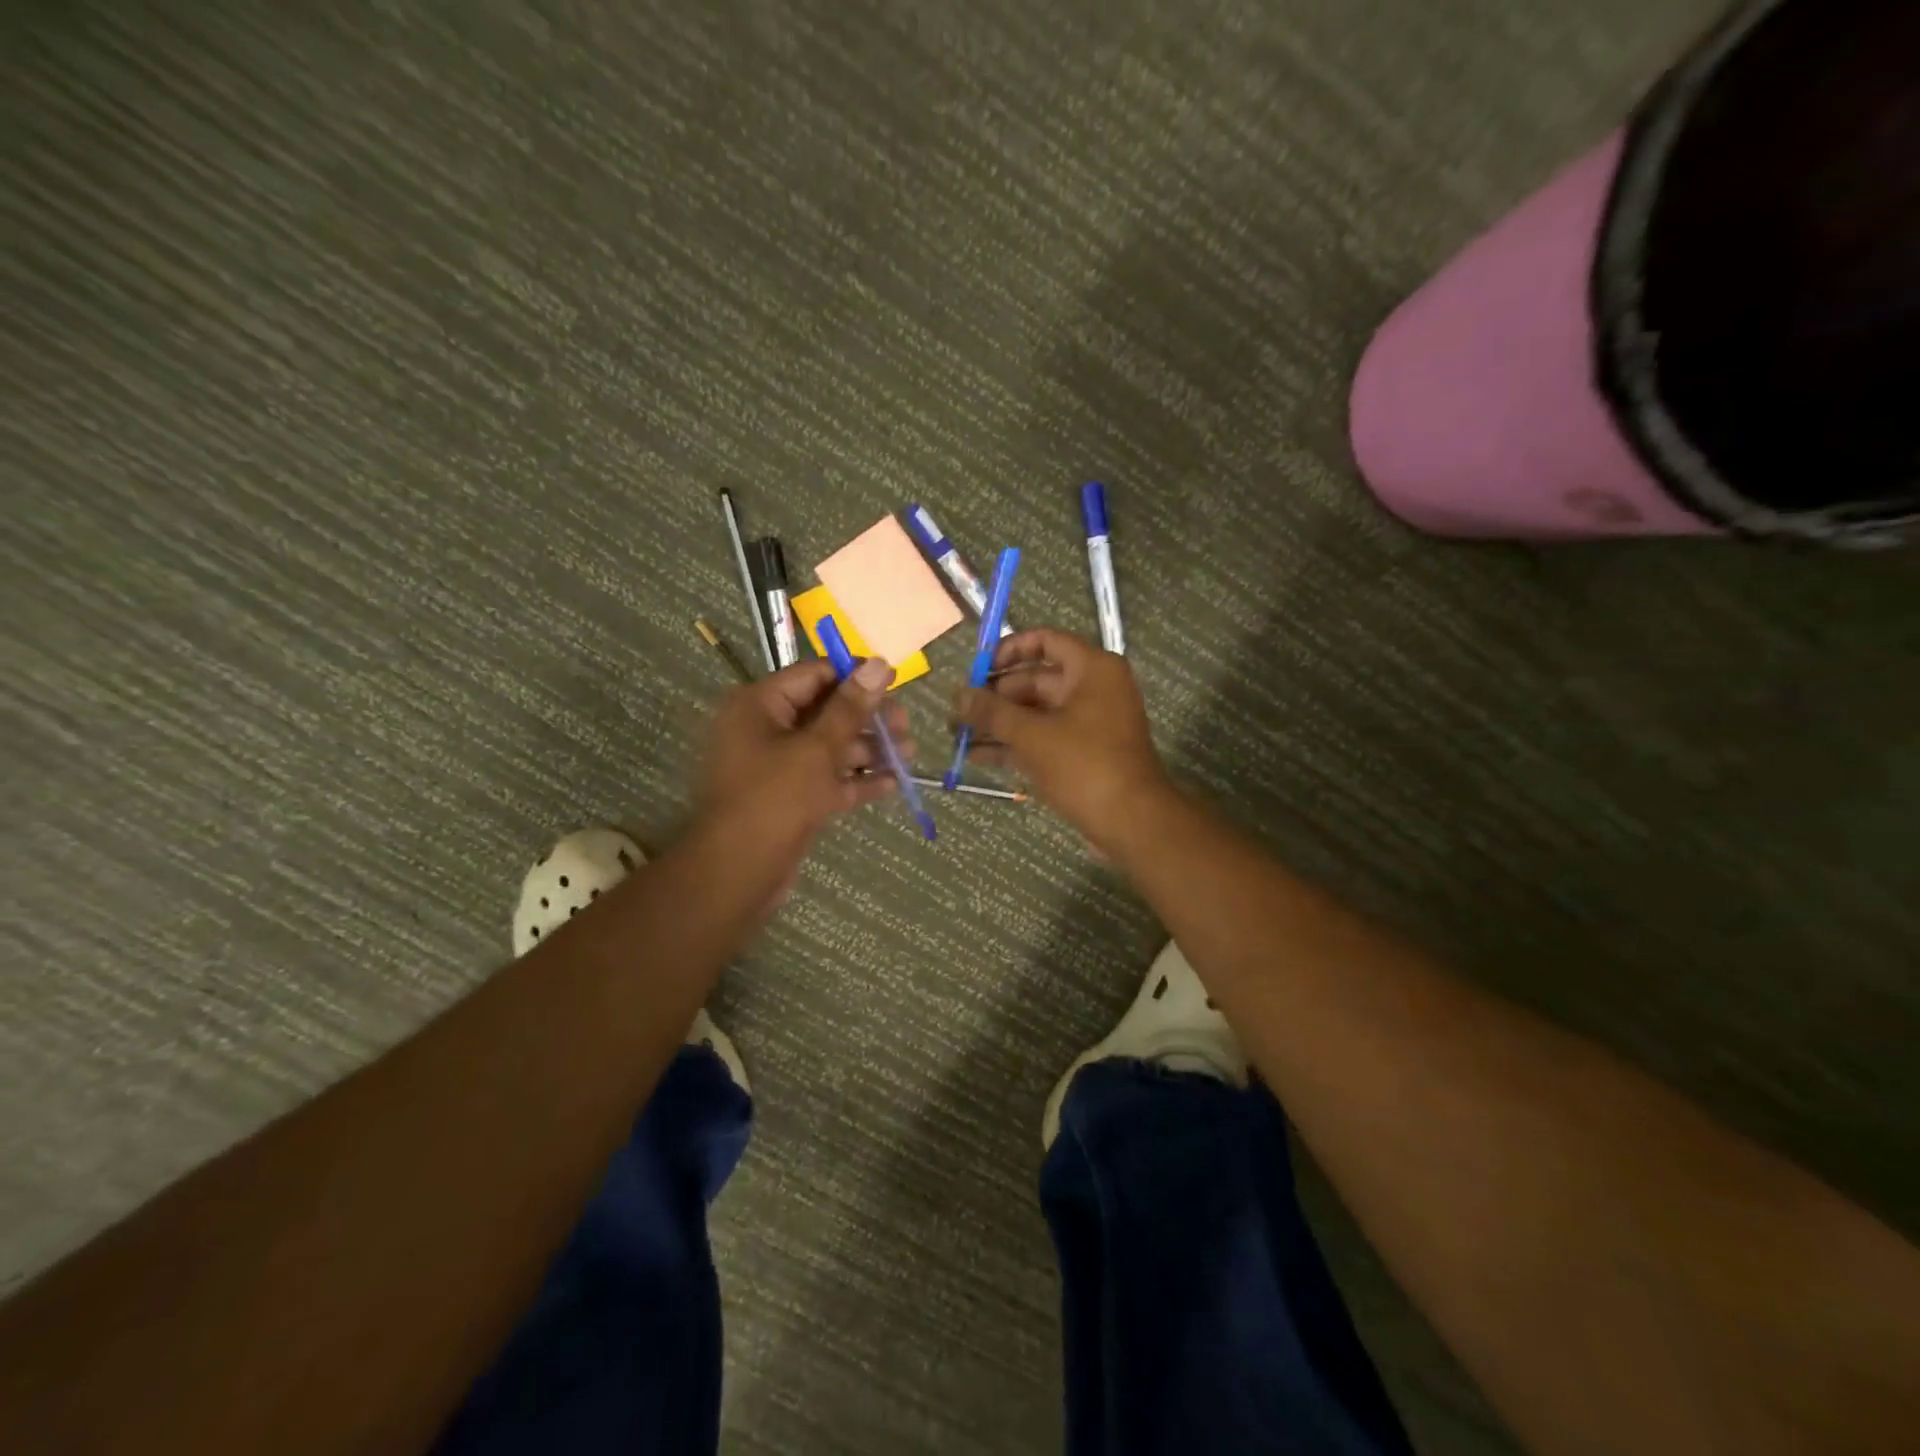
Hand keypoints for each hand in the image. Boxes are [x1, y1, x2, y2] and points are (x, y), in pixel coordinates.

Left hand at [697, 656, 910, 876]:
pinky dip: (855, 780)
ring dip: (869, 750)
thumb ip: (851, 708)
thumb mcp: (817, 749)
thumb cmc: (774, 799)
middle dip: (868, 719)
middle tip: (906, 726)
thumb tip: (880, 664)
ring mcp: (778, 766)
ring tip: (909, 754)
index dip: (856, 676)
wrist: (737, 873)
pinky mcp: (790, 798)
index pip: (814, 675)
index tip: (895, 681)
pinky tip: (892, 783)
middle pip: (825, 712)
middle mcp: (766, 729)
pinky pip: (827, 780)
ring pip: (829, 748)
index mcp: (760, 705)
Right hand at [954, 628, 1171, 852]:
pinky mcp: (1083, 753)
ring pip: (1035, 713)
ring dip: (998, 723)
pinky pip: (1043, 738)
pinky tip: (976, 755)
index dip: (1007, 650)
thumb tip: (957, 696)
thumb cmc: (1084, 766)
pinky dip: (1014, 744)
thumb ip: (991, 712)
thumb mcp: (1032, 736)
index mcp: (1090, 669)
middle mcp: (1092, 688)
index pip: (1045, 641)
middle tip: (956, 711)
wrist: (1132, 822)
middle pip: (1034, 680)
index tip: (976, 669)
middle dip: (993, 696)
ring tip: (956, 734)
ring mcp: (1089, 722)